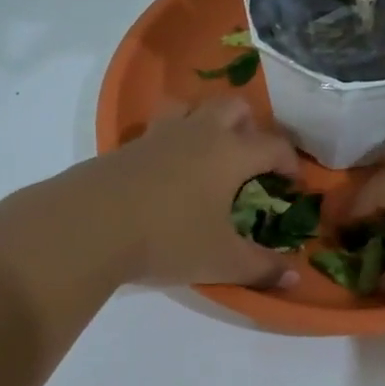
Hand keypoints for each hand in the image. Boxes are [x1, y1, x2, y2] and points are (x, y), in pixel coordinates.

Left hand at [71, 97, 302, 287]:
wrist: (91, 225)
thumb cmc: (169, 238)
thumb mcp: (222, 261)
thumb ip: (261, 268)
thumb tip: (294, 279)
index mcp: (230, 153)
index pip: (273, 145)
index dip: (289, 161)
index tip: (293, 180)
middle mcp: (198, 133)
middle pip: (233, 106)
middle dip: (250, 125)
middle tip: (251, 156)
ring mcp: (159, 135)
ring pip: (190, 106)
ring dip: (205, 120)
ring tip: (207, 150)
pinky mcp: (127, 146)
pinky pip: (158, 129)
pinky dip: (171, 140)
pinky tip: (166, 170)